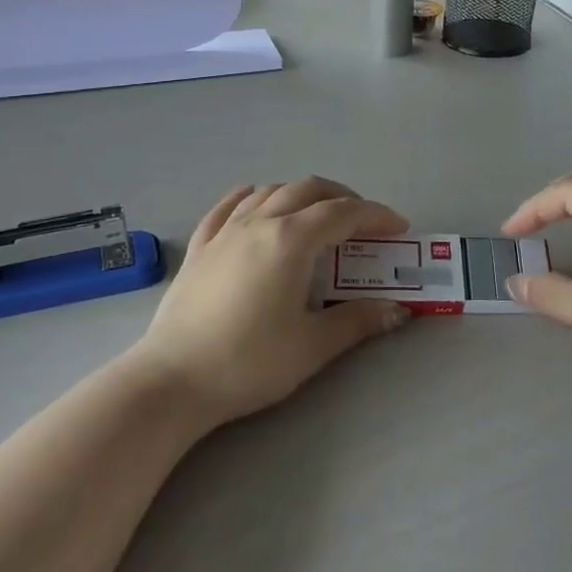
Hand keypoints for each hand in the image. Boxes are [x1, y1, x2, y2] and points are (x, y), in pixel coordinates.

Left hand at [135, 178, 411, 426]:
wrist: (173, 381)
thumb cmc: (249, 362)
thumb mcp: (313, 346)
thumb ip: (358, 321)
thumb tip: (398, 310)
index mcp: (292, 240)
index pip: (344, 213)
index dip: (376, 215)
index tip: (398, 228)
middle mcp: (260, 223)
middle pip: (308, 190)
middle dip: (343, 198)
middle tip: (363, 222)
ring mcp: (225, 232)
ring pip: (270, 191)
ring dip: (302, 194)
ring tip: (318, 215)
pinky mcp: (200, 247)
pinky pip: (229, 206)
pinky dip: (253, 197)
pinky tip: (257, 202)